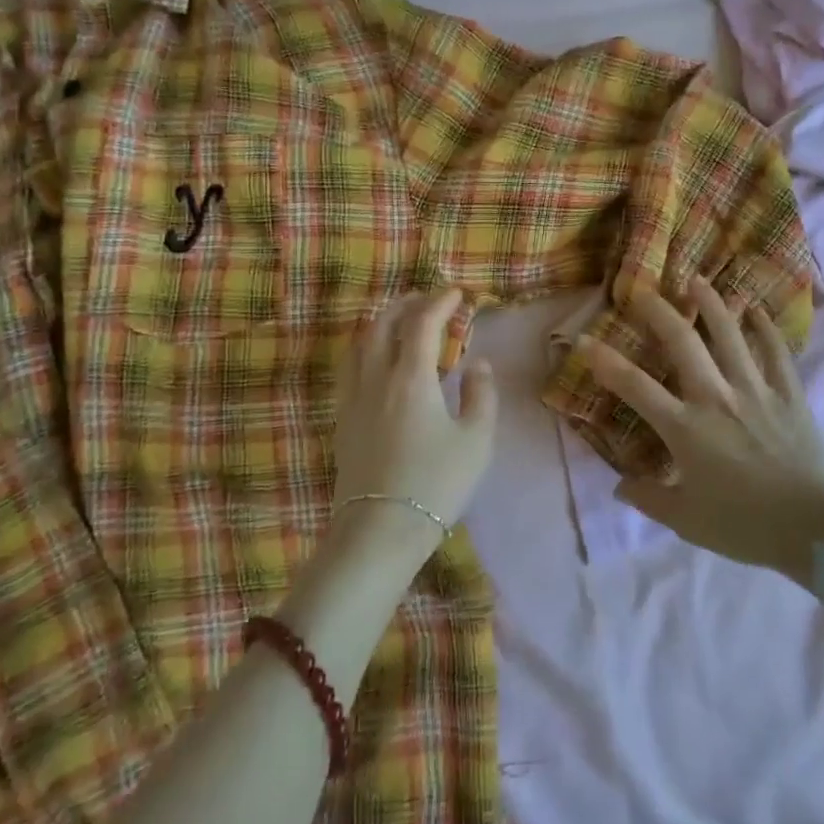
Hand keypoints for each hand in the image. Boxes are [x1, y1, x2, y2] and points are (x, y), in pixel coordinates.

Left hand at [330, 290, 498, 560]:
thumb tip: (478, 365)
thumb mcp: (476, 440)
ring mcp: (354, 398)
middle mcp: (376, 378)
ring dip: (381, 322)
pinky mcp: (342, 419)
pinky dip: (366, 348)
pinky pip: (350, 367)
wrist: (380, 530)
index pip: (422, 323)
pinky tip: (377, 361)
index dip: (439, 302)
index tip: (456, 294)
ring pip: (360, 342)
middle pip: (383, 324)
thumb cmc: (436, 483)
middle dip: (406, 304)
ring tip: (400, 322)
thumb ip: (481, 395)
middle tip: (427, 300)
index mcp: (411, 377)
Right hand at [581, 276, 823, 584]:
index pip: (635, 386)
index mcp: (685, 428)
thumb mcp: (686, 521)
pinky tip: (756, 309)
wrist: (815, 529)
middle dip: (659, 311)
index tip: (584, 339)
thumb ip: (649, 499)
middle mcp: (716, 397)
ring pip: (730, 334)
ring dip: (711, 303)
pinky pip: (776, 351)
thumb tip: (620, 486)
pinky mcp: (789, 394)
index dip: (604, 361)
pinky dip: (766, 328)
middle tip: (643, 290)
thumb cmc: (744, 526)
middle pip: (682, 342)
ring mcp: (755, 390)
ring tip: (696, 280)